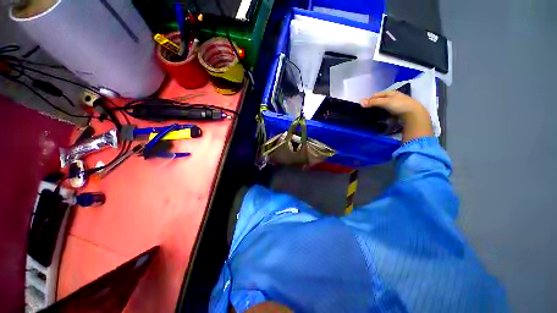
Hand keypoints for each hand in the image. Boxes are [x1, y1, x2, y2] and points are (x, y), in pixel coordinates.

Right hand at [361, 91, 432, 141]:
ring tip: (378, 118)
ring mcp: (401, 106)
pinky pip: (394, 115)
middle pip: (384, 101)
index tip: (365, 105)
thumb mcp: (385, 103)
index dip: (371, 99)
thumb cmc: (399, 105)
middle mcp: (396, 97)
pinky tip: (388, 122)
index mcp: (391, 92)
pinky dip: (390, 118)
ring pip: (389, 108)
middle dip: (377, 105)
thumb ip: (373, 102)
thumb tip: (360, 102)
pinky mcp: (405, 114)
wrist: (415, 115)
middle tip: (371, 112)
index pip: (378, 94)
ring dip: (384, 112)